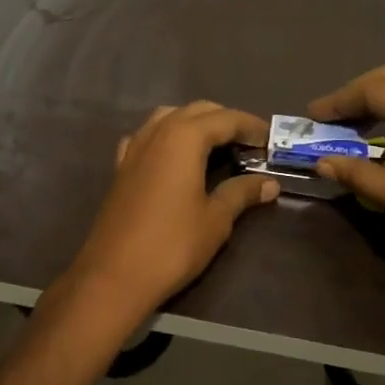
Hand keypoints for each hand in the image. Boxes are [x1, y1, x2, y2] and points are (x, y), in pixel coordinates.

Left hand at [60, 102, 278, 328]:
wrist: (114, 274)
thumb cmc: (172, 245)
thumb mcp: (216, 219)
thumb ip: (242, 193)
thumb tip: (270, 183)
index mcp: (185, 137)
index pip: (226, 119)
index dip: (251, 126)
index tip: (270, 139)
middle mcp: (158, 131)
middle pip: (197, 110)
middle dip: (226, 120)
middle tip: (249, 143)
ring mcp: (136, 146)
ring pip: (170, 116)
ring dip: (196, 123)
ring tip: (216, 145)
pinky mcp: (122, 165)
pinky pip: (148, 135)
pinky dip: (167, 135)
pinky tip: (174, 155)